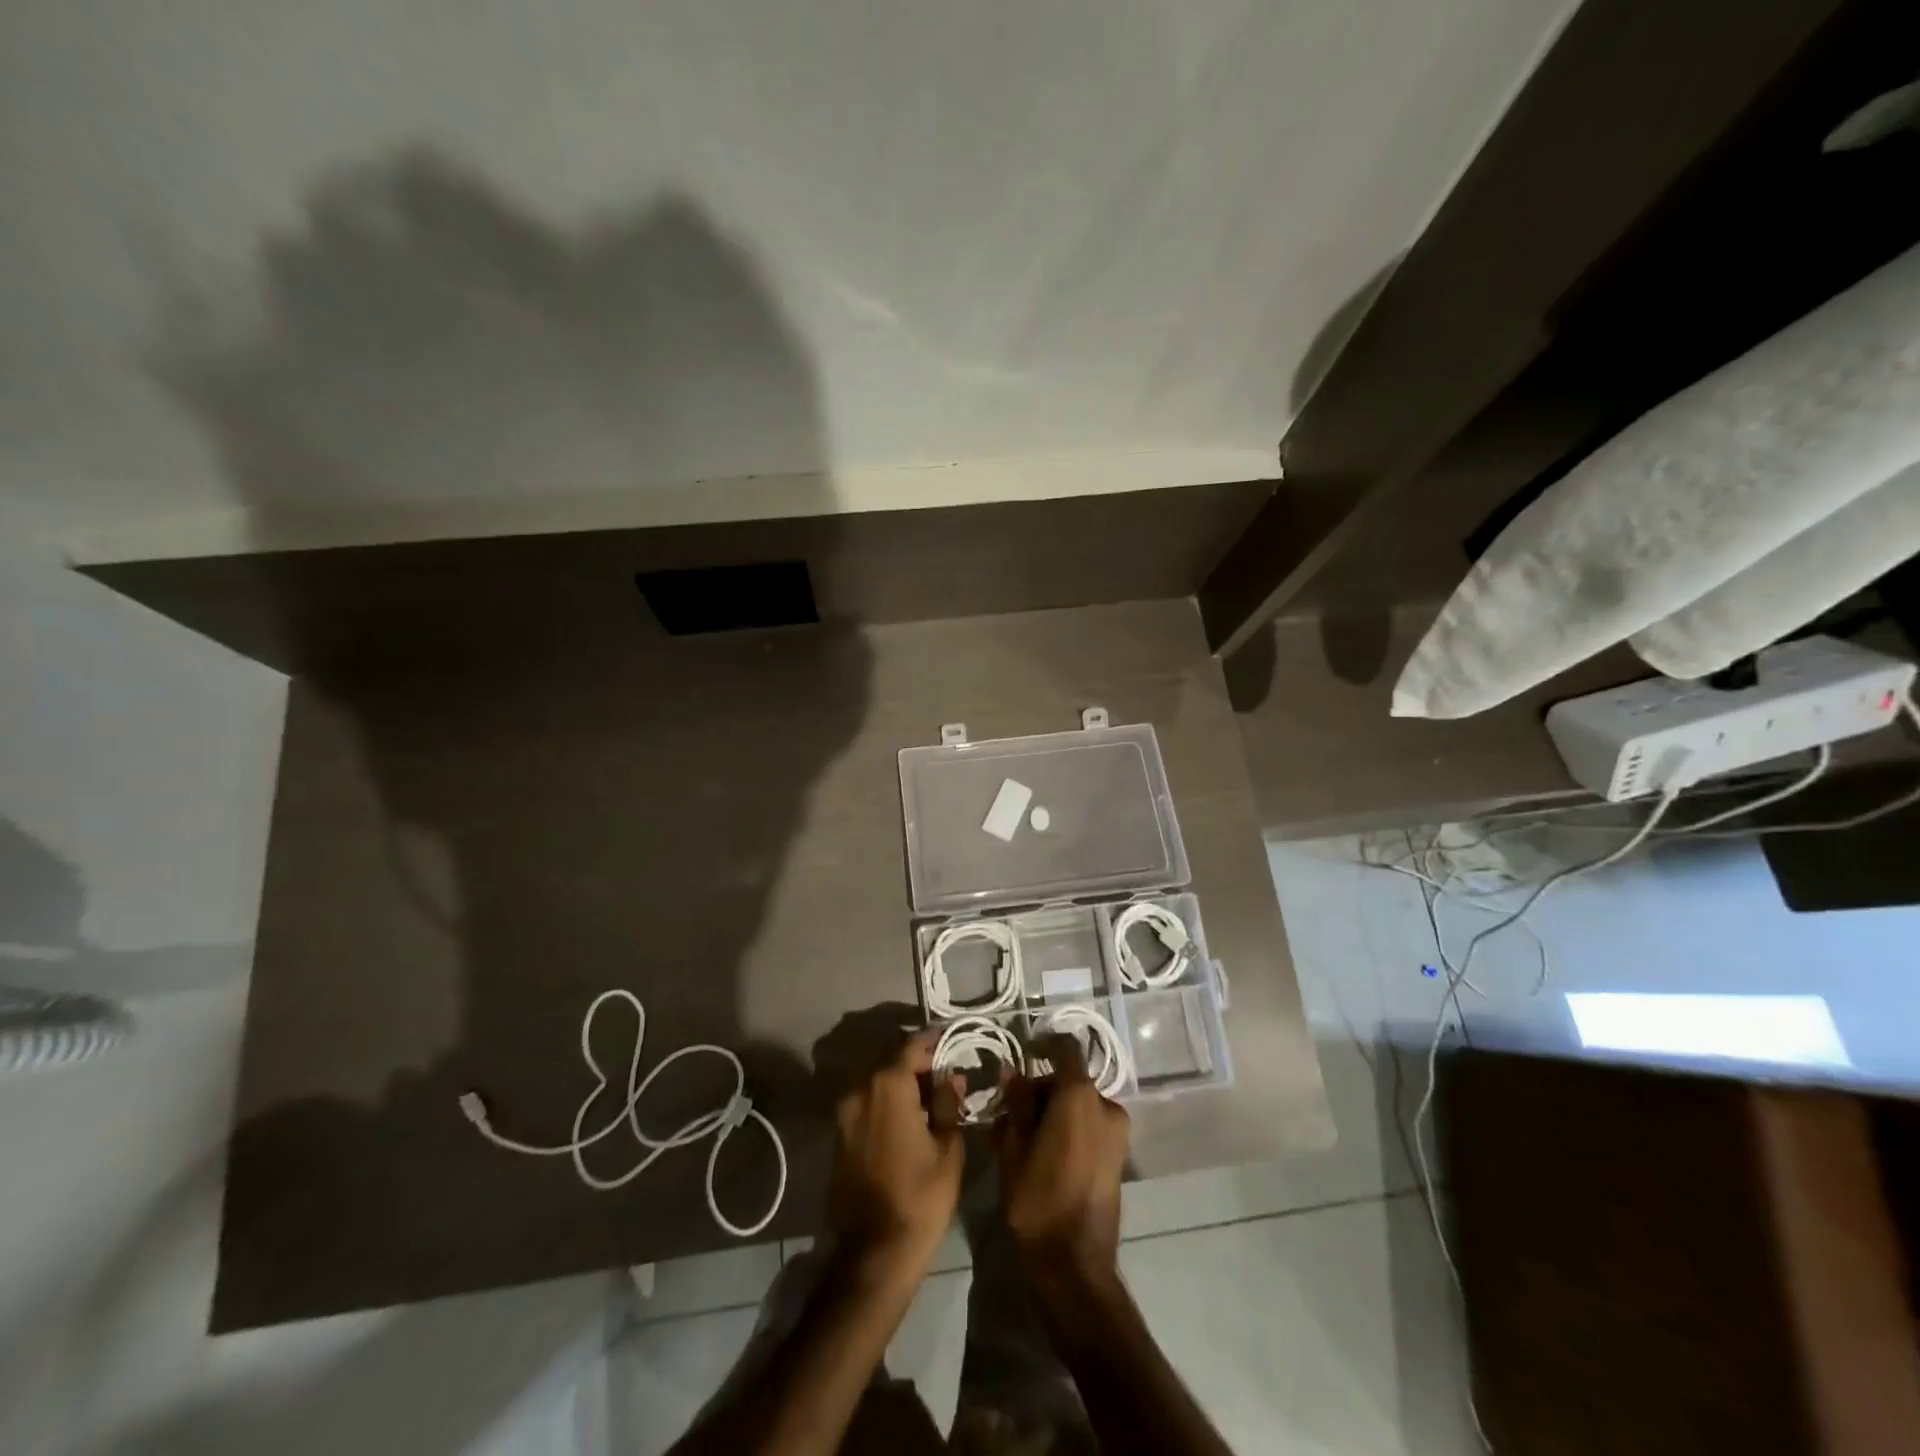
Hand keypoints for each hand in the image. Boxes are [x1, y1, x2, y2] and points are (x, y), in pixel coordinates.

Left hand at [827, 1032, 964, 1274]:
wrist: (873, 1252)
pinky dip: (887, 1102)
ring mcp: (845, 1113)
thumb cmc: (921, 1197)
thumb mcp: (948, 1148)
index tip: (951, 1037)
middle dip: (918, 1063)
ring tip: (930, 1096)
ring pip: (877, 1083)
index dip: (933, 1040)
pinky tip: (909, 1118)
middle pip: (891, 1061)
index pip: (912, 1045)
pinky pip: (867, 1104)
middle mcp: (860, 1089)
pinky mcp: (839, 1135)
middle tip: (945, 1071)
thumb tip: (949, 1077)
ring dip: (902, 1083)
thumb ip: (948, 1104)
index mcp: (888, 1085)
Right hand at [994, 1034, 1129, 1275]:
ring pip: (1080, 1105)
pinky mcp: (1119, 1158)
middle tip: (1011, 1108)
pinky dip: (1069, 1128)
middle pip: (1070, 1080)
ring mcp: (1117, 1134)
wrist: (1075, 1265)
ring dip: (1053, 1110)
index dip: (1044, 1044)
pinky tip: (1043, 1151)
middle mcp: (1106, 1106)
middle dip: (1041, 1088)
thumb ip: (1016, 1103)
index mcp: (1080, 1096)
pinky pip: (1090, 1127)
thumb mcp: (1014, 1147)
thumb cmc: (1038, 1200)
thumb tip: (1014, 1072)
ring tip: (1023, 1134)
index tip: (1024, 1053)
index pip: (1065, 1048)